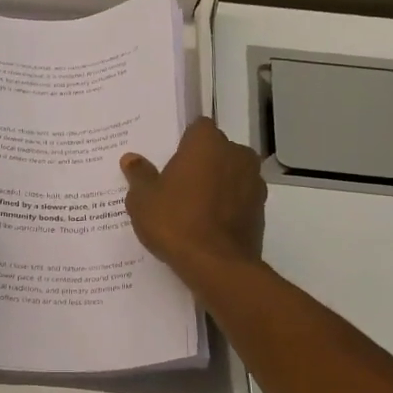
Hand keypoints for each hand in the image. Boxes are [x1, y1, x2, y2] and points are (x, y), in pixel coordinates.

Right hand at [121, 119, 266, 289]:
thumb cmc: (175, 222)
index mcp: (207, 143)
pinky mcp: (261, 209)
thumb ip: (139, 175)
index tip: (170, 159)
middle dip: (201, 163)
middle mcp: (236, 154)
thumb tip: (131, 159)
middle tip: (177, 184)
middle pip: (216, 150)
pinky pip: (239, 199)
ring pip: (231, 174)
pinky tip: (208, 225)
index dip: (184, 142)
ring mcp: (254, 182)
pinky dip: (227, 206)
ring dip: (216, 184)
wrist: (217, 265)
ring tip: (193, 208)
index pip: (198, 127)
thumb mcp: (143, 200)